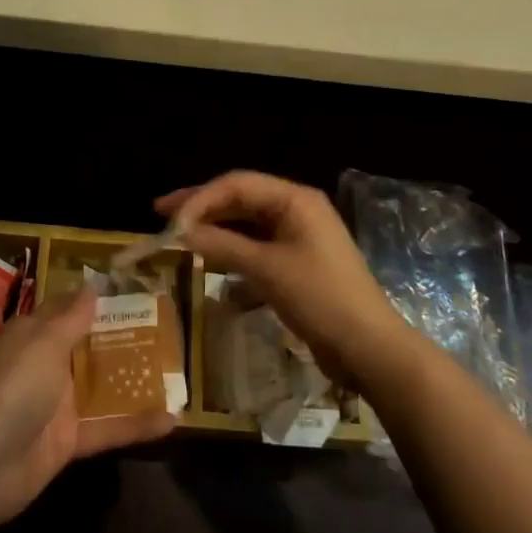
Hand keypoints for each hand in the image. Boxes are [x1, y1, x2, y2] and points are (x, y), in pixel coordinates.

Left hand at [0, 286, 173, 526]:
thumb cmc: (15, 385)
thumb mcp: (45, 341)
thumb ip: (72, 317)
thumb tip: (92, 285)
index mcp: (34, 335)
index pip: (67, 310)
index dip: (96, 301)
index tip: (134, 292)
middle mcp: (46, 365)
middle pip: (88, 348)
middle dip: (123, 340)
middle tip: (167, 330)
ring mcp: (57, 405)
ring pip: (101, 388)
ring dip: (134, 382)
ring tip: (177, 373)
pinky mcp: (68, 442)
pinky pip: (107, 428)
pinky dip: (136, 425)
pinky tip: (172, 421)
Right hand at [157, 171, 403, 383]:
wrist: (369, 348)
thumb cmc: (320, 298)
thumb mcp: (267, 270)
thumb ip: (222, 246)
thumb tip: (181, 232)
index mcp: (295, 199)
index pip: (237, 184)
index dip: (199, 198)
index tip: (168, 220)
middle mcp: (296, 209)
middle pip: (240, 199)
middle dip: (202, 207)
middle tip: (162, 216)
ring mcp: (298, 236)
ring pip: (246, 224)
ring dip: (214, 230)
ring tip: (179, 237)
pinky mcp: (296, 262)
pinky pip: (256, 247)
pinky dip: (232, 253)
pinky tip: (209, 265)